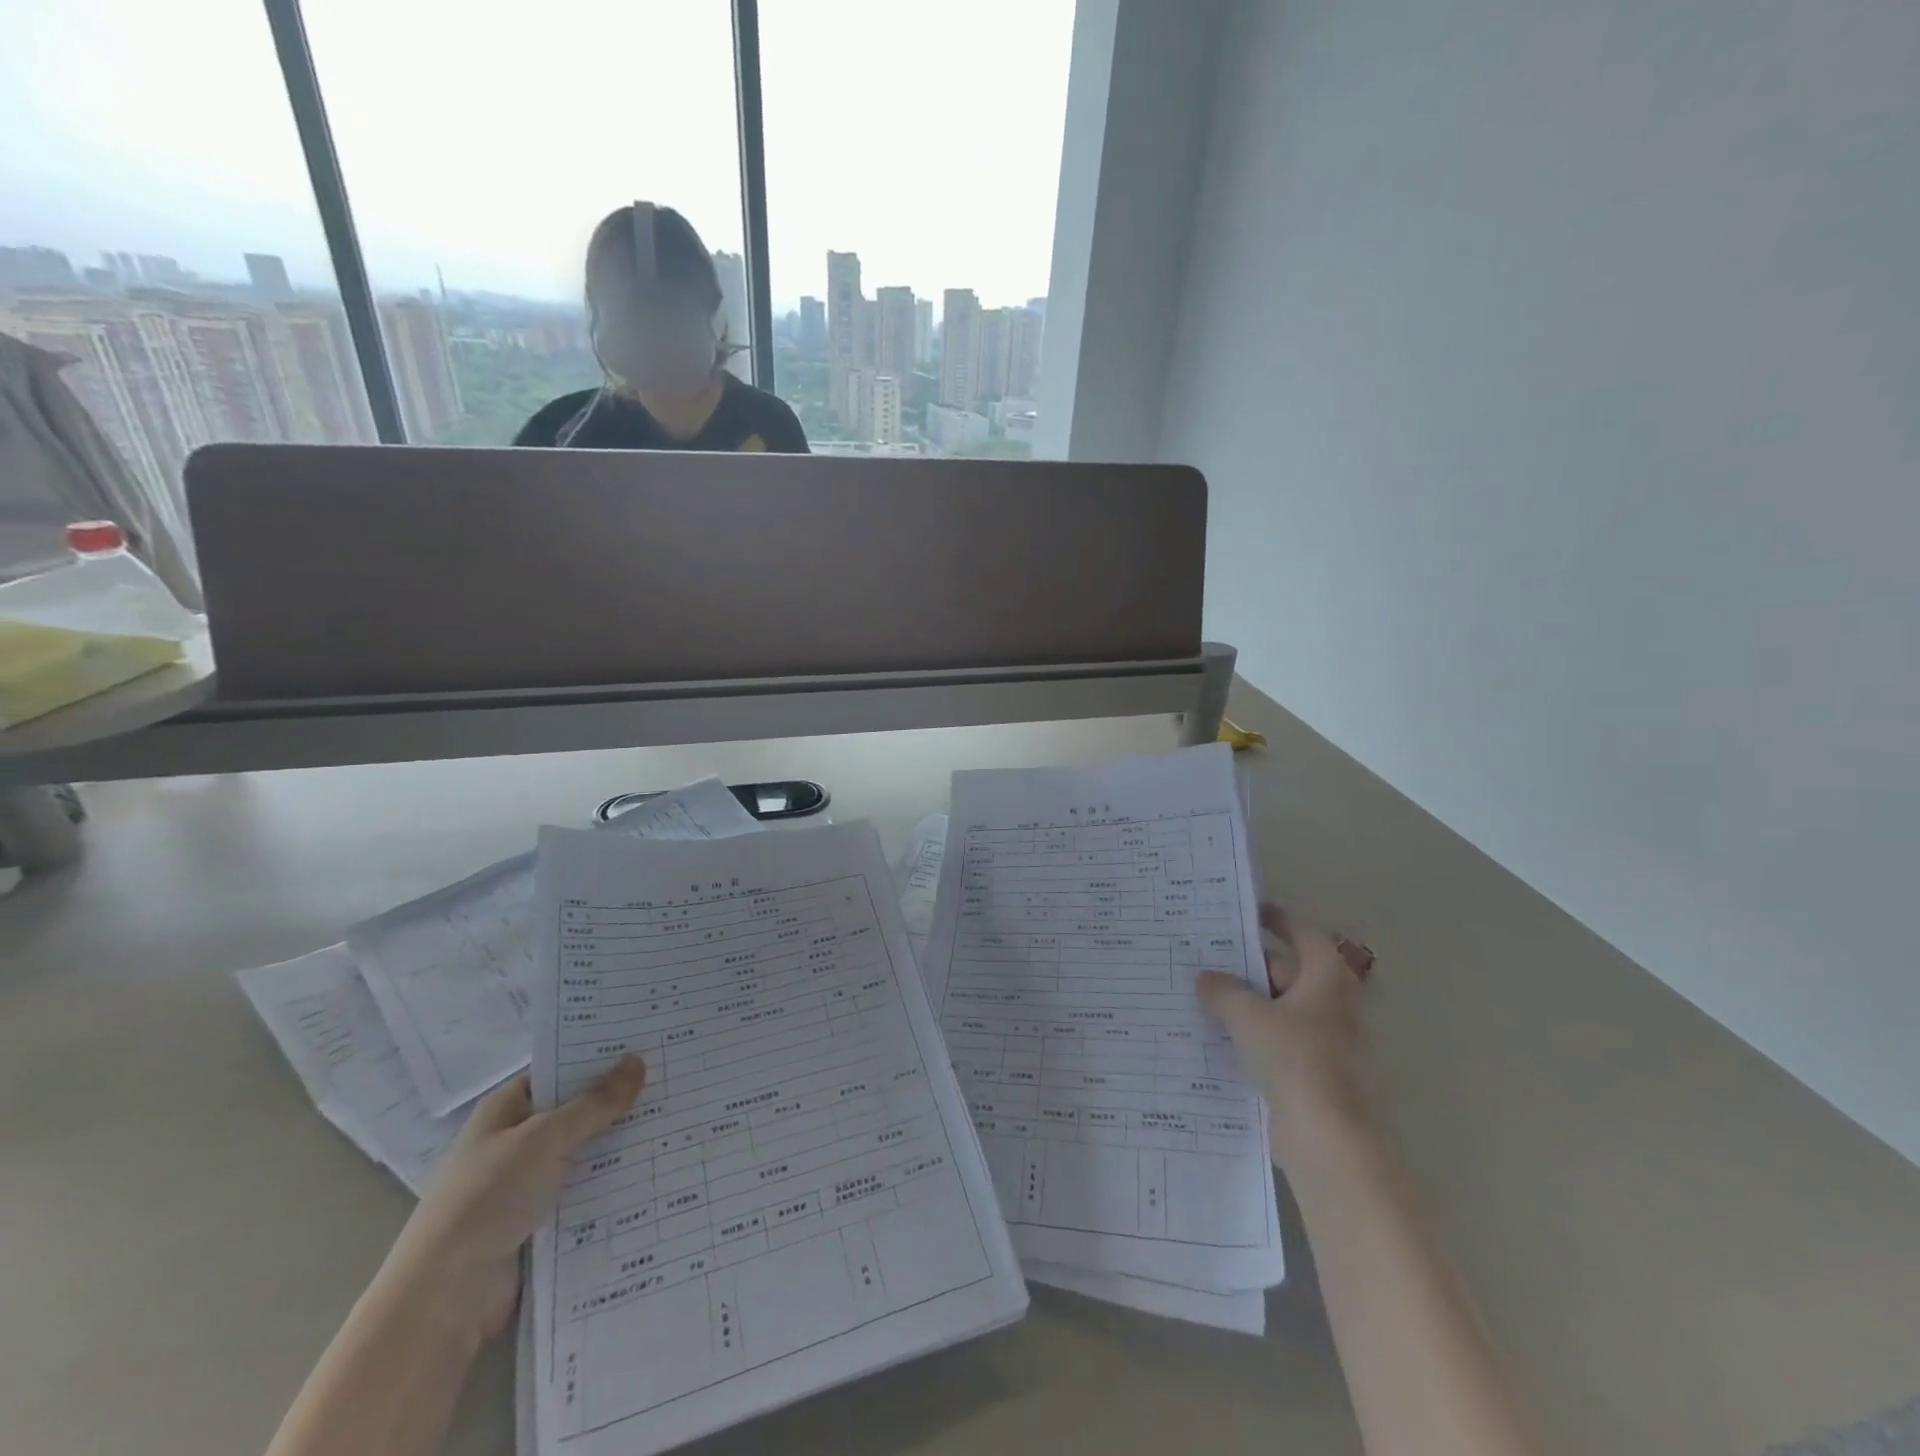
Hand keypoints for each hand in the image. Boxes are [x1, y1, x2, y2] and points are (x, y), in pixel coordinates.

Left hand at [379, 1055, 646, 1349]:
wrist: (444, 1299)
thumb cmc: (487, 1199)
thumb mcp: (544, 1139)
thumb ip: (595, 1103)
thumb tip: (637, 1061)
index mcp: (506, 1109)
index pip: (560, 1069)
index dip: (600, 1057)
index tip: (648, 1045)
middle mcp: (517, 1141)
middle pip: (578, 1111)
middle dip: (620, 1102)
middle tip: (675, 1080)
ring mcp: (528, 1183)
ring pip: (586, 1153)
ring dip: (622, 1145)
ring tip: (678, 1122)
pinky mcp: (542, 1222)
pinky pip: (587, 1192)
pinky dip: (614, 1184)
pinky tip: (656, 1171)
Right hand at [1198, 903, 1376, 1169]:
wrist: (1330, 1141)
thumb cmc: (1295, 1061)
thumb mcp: (1248, 1016)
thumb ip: (1223, 990)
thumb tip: (1207, 978)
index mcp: (1327, 980)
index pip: (1305, 935)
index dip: (1278, 920)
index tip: (1248, 913)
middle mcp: (1335, 1006)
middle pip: (1292, 972)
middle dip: (1252, 965)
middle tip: (1210, 959)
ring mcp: (1329, 1044)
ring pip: (1283, 1010)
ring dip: (1251, 1004)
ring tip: (1206, 999)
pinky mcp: (1317, 1076)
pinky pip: (1281, 1043)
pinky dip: (1256, 1036)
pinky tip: (1222, 1042)